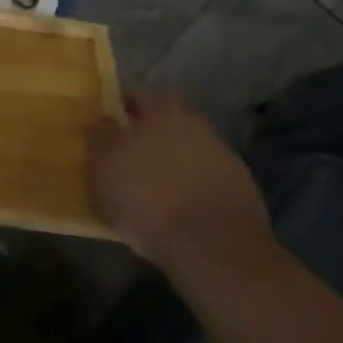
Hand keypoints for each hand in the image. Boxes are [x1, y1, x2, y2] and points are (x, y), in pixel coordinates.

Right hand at [87, 87, 271, 272]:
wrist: (215, 247)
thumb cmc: (148, 199)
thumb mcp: (105, 167)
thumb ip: (100, 138)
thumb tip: (101, 122)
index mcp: (160, 110)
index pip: (138, 94)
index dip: (124, 107)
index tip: (113, 124)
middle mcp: (194, 123)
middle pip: (170, 117)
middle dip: (154, 130)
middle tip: (135, 152)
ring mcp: (221, 154)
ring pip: (191, 146)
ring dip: (177, 158)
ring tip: (160, 184)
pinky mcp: (242, 187)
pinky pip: (209, 175)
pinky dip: (196, 183)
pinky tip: (185, 204)